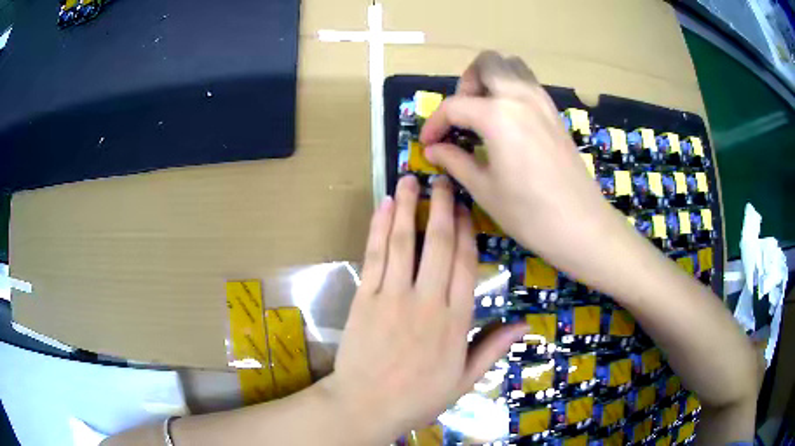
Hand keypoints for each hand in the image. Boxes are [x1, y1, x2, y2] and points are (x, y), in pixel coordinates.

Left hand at [319, 175, 526, 443]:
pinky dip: (379, 228)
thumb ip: (492, 348)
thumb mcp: (464, 380)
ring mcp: (392, 296)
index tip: (466, 207)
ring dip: (408, 207)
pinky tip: (384, 207)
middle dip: (442, 208)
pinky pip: (374, 256)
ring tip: (410, 180)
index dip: (467, 231)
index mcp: (454, 321)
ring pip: (405, 242)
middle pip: (439, 245)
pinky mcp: (365, 297)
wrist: (366, 405)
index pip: (465, 265)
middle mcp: (426, 301)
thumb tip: (524, 324)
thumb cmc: (418, 397)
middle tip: (444, 180)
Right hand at [420, 51, 628, 281]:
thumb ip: (455, 161)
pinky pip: (528, 84)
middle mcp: (521, 97)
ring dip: (491, 80)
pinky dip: (511, 90)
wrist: (582, 226)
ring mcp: (543, 102)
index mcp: (498, 115)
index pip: (454, 106)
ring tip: (483, 113)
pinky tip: (507, 122)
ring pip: (512, 66)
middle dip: (466, 82)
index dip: (434, 124)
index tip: (427, 144)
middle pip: (487, 62)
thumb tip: (433, 149)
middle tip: (461, 115)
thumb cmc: (529, 213)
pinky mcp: (555, 113)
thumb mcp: (484, 189)